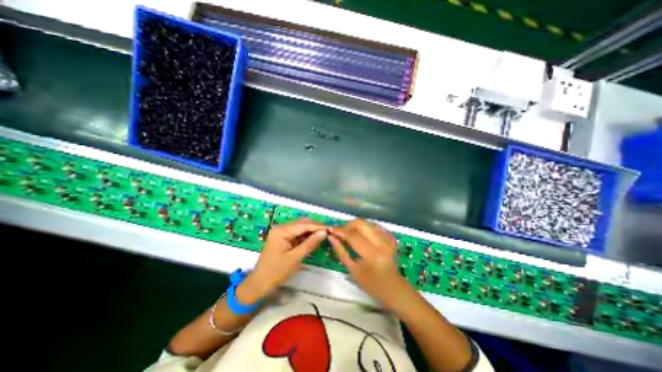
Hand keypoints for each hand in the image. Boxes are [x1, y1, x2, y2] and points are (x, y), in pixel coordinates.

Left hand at [240, 220, 329, 303]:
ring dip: (311, 230)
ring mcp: (281, 231)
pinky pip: (297, 232)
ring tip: (324, 235)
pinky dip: (306, 235)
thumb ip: (310, 243)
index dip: (318, 226)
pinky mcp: (282, 237)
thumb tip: (324, 233)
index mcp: (281, 231)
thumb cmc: (276, 272)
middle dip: (316, 227)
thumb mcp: (295, 258)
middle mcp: (281, 227)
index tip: (331, 229)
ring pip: (300, 227)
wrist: (259, 283)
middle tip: (329, 232)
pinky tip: (314, 239)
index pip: (304, 225)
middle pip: (302, 223)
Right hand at [328, 218, 411, 310]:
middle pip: (361, 224)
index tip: (330, 229)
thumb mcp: (353, 270)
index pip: (353, 236)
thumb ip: (341, 251)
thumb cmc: (372, 284)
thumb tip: (331, 237)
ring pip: (367, 222)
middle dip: (347, 225)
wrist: (395, 288)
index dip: (340, 231)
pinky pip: (375, 225)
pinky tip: (360, 232)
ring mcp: (388, 239)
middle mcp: (381, 243)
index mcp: (372, 255)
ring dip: (355, 225)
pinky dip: (365, 226)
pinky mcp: (391, 237)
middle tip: (339, 231)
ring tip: (348, 232)